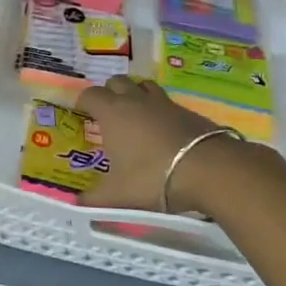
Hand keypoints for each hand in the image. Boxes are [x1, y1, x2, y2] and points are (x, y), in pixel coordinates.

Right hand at [74, 75, 221, 211]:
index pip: (90, 94)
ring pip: (142, 85)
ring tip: (134, 114)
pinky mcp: (186, 110)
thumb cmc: (152, 177)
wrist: (208, 169)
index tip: (81, 112)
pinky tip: (162, 130)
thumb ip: (95, 199)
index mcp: (112, 113)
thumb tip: (78, 204)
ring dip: (135, 94)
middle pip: (116, 82)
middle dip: (109, 92)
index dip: (83, 101)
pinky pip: (165, 101)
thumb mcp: (118, 195)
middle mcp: (135, 100)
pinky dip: (159, 110)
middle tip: (107, 114)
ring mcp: (163, 102)